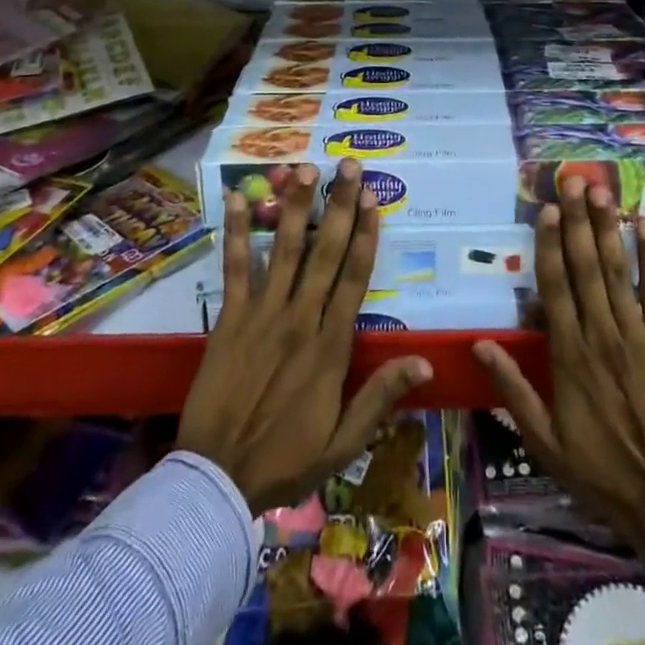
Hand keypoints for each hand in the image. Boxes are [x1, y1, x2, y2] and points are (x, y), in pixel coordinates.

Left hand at [178, 158, 431, 514]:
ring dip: (295, 206)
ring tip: (304, 167)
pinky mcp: (229, 318)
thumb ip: (381, 397)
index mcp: (331, 345)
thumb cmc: (286, 460)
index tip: (373, 199)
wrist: (218, 479)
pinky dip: (234, 233)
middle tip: (349, 165)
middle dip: (339, 205)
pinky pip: (234, 268)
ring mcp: (262, 314)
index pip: (355, 278)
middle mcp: (300, 318)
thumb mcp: (344, 440)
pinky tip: (235, 198)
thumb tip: (425, 361)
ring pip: (284, 249)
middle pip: (325, 251)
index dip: (365, 235)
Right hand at [475, 177, 644, 558]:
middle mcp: (602, 334)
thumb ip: (513, 389)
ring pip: (619, 271)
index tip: (545, 208)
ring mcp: (638, 335)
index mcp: (569, 355)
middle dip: (577, 221)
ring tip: (601, 192)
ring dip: (609, 228)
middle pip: (586, 267)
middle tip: (573, 180)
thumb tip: (480, 344)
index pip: (554, 287)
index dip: (548, 245)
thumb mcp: (545, 440)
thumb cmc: (601, 471)